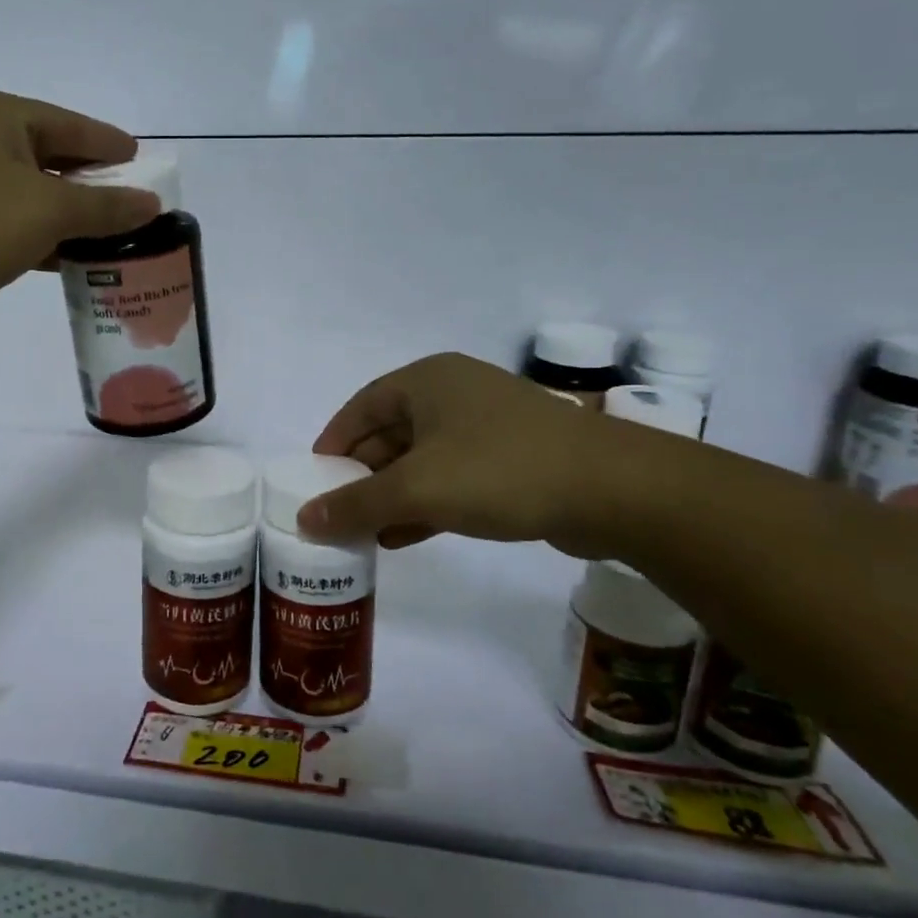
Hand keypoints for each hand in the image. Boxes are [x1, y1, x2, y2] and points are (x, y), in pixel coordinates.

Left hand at [0, 88, 161, 335]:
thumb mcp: (48, 211)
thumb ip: (104, 207)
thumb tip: (150, 204)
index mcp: (0, 116)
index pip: (73, 126)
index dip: (112, 146)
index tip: (145, 164)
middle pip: (53, 157)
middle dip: (94, 186)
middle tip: (135, 208)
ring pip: (32, 194)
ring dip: (70, 217)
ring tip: (113, 239)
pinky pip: (11, 222)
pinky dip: (41, 237)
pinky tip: (69, 260)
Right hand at [298, 352, 642, 557]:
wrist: (614, 490)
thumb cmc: (500, 471)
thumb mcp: (417, 489)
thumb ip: (355, 505)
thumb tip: (304, 520)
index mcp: (427, 381)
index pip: (361, 407)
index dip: (333, 442)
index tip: (312, 478)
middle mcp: (454, 395)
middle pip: (390, 433)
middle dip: (362, 475)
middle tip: (336, 512)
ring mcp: (486, 427)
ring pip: (422, 460)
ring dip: (392, 495)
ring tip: (364, 533)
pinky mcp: (512, 460)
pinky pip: (452, 478)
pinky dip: (426, 504)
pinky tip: (404, 536)